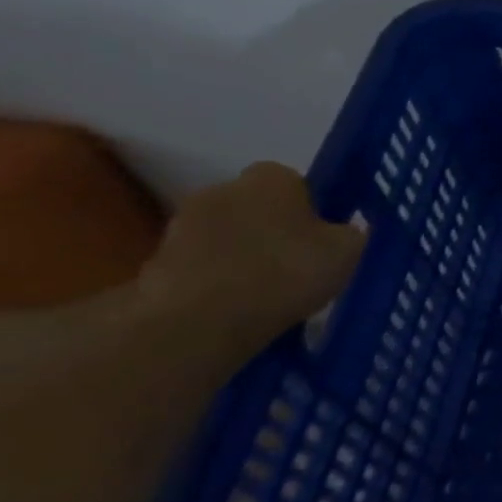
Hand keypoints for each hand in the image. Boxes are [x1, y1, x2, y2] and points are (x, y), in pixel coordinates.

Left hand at [134, 163, 365, 354]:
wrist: (198, 324)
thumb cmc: (286, 273)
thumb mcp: (348, 251)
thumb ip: (350, 232)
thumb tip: (343, 232)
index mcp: (270, 177)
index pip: (293, 181)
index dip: (308, 207)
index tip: (319, 236)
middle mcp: (221, 190)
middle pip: (253, 206)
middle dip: (269, 228)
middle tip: (294, 263)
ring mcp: (180, 228)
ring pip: (223, 237)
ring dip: (238, 255)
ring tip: (263, 293)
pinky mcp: (152, 266)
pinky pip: (197, 268)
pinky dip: (212, 282)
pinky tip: (233, 309)